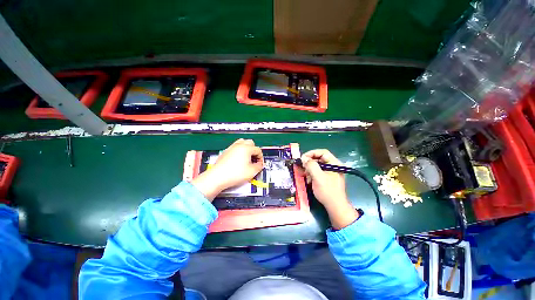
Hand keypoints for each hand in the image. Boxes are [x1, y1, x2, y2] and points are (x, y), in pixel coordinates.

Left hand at [191, 139, 263, 200]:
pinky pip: (235, 148)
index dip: (261, 157)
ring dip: (246, 149)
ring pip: (242, 143)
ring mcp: (231, 148)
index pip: (258, 150)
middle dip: (254, 150)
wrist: (218, 177)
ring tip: (247, 158)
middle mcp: (238, 146)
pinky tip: (239, 160)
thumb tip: (260, 164)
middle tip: (254, 159)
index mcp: (246, 148)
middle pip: (250, 143)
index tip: (260, 163)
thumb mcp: (252, 172)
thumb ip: (259, 166)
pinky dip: (239, 151)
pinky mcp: (226, 152)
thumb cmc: (233, 174)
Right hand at [301, 149, 359, 229]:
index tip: (303, 158)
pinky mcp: (328, 179)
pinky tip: (308, 180)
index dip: (312, 153)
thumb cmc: (327, 191)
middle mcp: (333, 166)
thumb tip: (304, 158)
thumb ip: (311, 165)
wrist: (335, 207)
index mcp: (335, 163)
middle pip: (319, 159)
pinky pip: (318, 173)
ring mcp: (331, 173)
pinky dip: (312, 175)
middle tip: (302, 167)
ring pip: (318, 166)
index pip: (323, 152)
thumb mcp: (318, 177)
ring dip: (310, 169)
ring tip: (305, 175)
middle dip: (310, 163)